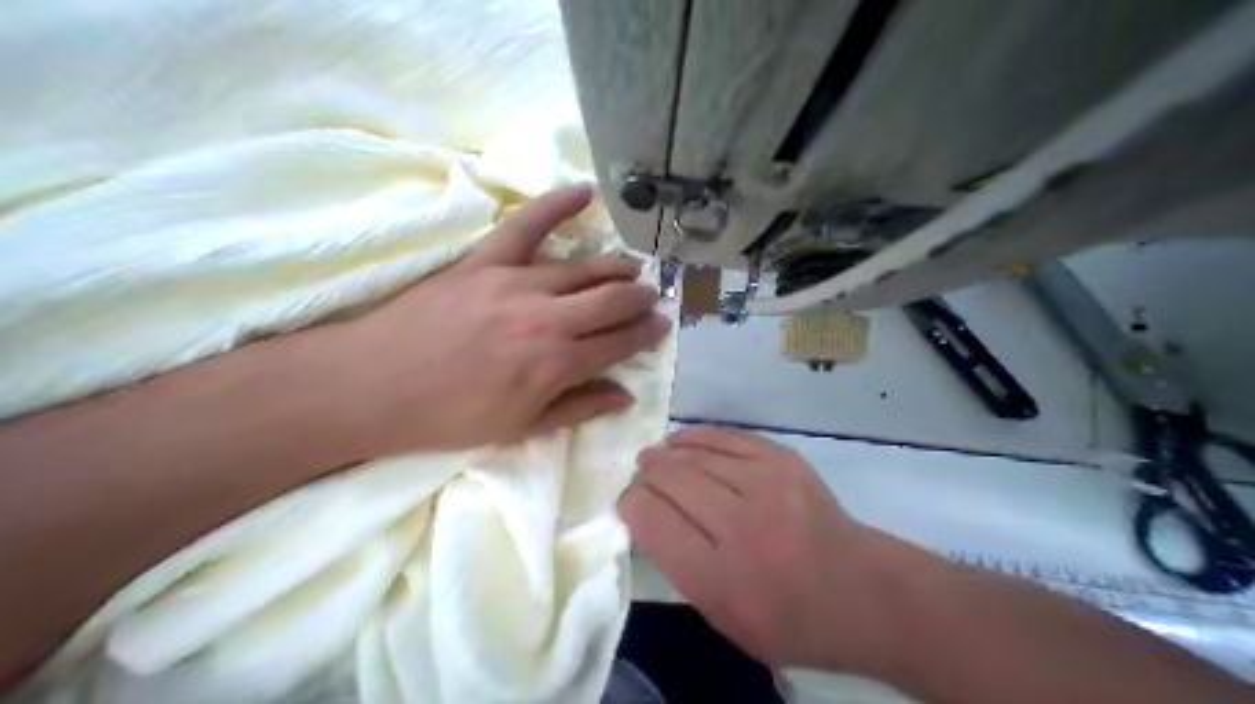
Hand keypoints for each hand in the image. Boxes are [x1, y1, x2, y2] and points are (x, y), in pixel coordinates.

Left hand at [316, 185, 664, 452]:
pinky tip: (585, 192)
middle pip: (611, 300)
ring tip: (633, 270)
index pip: (618, 342)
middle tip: (652, 299)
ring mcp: (517, 282)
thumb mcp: (519, 428)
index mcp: (556, 363)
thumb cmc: (449, 417)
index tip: (662, 327)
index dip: (645, 335)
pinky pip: (527, 224)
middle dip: (639, 299)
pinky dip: (557, 205)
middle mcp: (548, 318)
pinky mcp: (485, 260)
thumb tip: (625, 395)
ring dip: (615, 268)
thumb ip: (578, 408)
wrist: (374, 386)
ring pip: (583, 268)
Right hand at [619, 427, 906, 674]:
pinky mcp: (786, 462)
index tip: (627, 503)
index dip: (630, 504)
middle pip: (671, 481)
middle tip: (640, 478)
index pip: (652, 522)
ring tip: (653, 458)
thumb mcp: (723, 618)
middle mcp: (741, 527)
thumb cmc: (788, 620)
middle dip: (645, 476)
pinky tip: (680, 442)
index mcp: (719, 579)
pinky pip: (729, 438)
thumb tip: (648, 515)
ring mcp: (767, 487)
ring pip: (696, 456)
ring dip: (666, 455)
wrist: (862, 593)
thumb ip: (680, 568)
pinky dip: (698, 437)